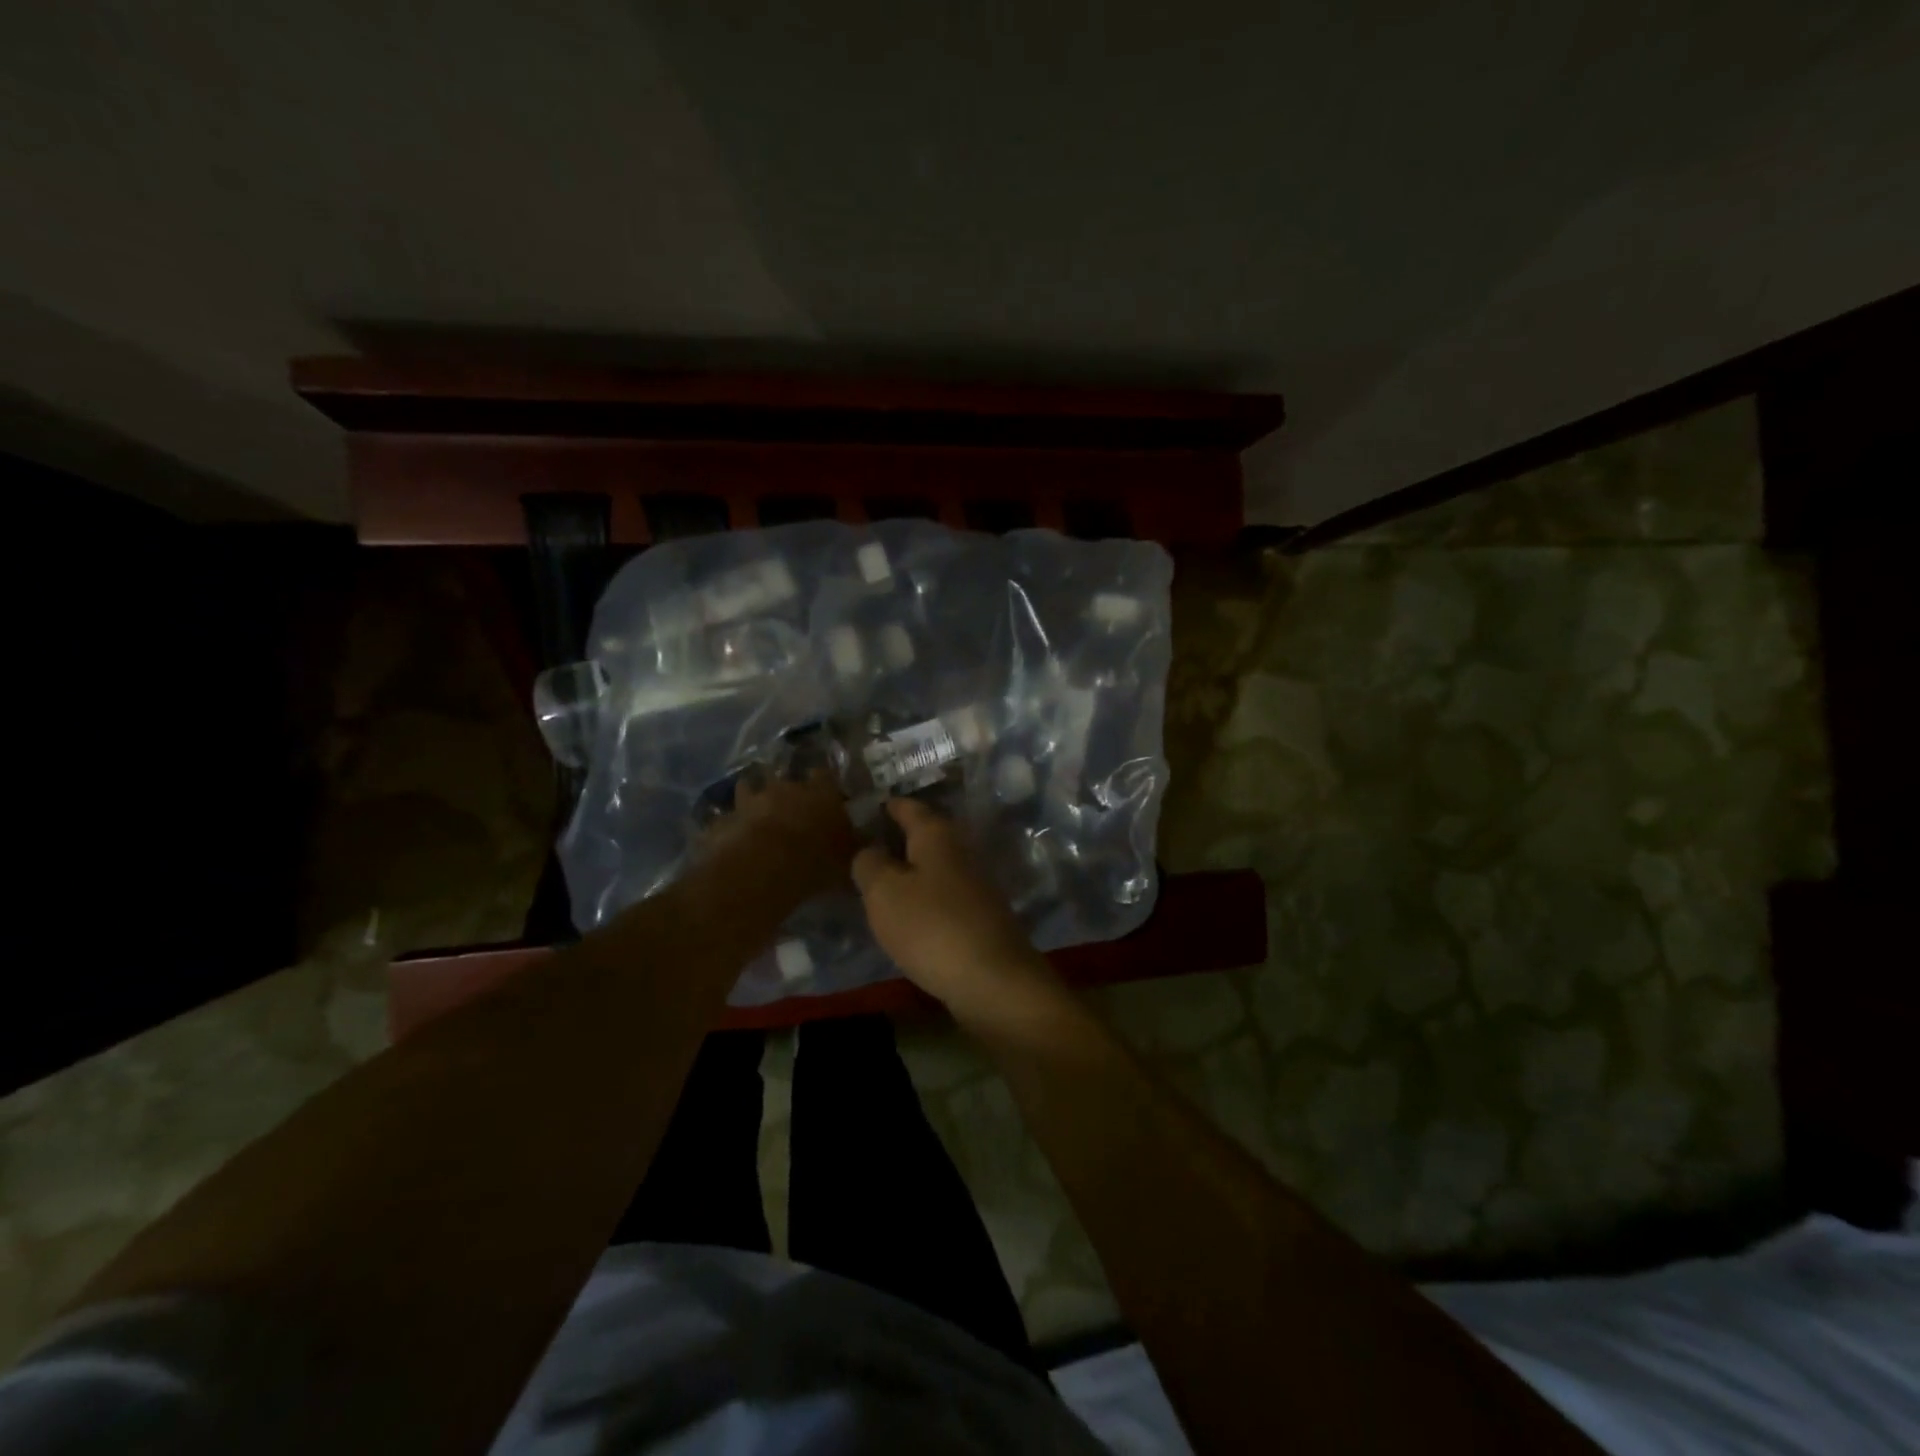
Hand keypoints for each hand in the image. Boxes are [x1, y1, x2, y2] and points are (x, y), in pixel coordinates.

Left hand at [706, 769, 859, 899]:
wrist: (763, 870)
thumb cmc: (816, 861)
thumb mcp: (850, 859)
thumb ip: (859, 846)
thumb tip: (872, 842)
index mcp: (820, 792)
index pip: (825, 774)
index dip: (824, 781)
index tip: (826, 791)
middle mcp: (785, 788)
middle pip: (783, 776)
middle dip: (785, 788)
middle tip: (788, 803)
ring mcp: (750, 801)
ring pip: (748, 787)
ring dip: (751, 796)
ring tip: (754, 810)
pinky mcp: (724, 820)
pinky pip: (726, 819)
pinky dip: (728, 825)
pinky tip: (730, 835)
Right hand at [851, 798, 1056, 1024]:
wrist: (993, 981)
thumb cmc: (932, 926)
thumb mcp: (884, 892)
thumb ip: (869, 864)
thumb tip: (869, 850)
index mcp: (937, 834)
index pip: (908, 807)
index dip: (885, 805)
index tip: (863, 807)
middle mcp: (961, 851)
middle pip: (925, 836)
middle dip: (896, 839)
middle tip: (862, 846)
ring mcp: (976, 885)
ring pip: (935, 867)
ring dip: (910, 871)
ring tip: (877, 882)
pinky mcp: (981, 918)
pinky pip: (943, 897)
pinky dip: (923, 899)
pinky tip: (907, 915)